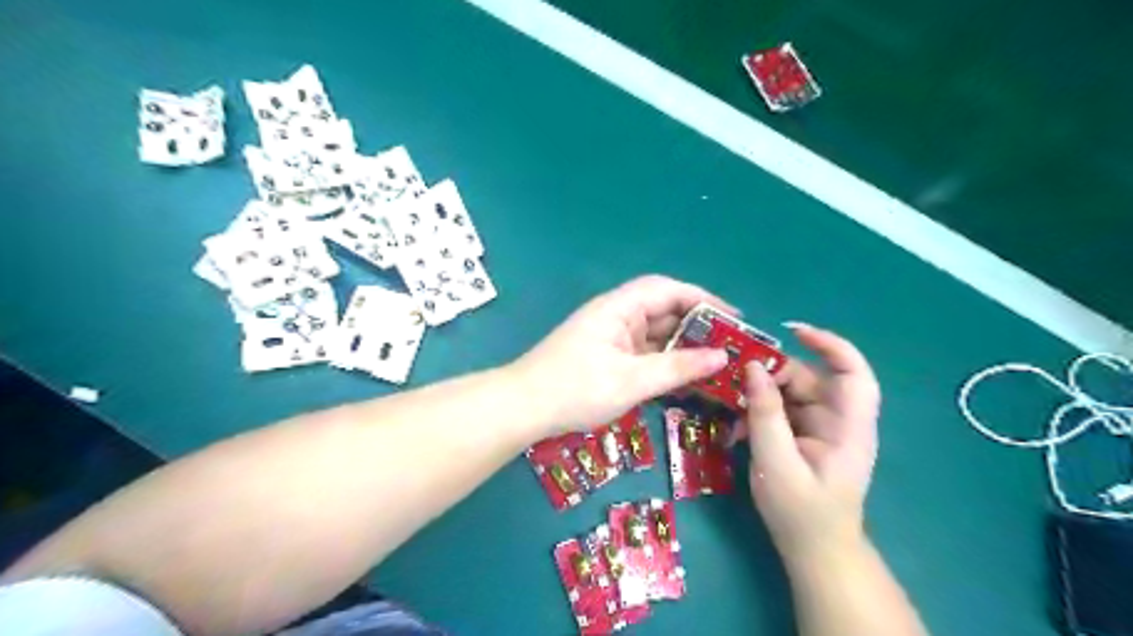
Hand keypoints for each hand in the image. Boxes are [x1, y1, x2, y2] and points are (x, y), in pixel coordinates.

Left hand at [517, 277, 734, 433]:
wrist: (523, 409)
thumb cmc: (575, 389)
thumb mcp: (631, 381)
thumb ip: (678, 367)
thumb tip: (722, 356)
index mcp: (619, 308)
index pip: (668, 290)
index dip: (703, 300)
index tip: (733, 319)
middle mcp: (617, 316)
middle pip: (664, 310)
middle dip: (698, 325)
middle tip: (731, 346)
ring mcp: (612, 337)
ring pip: (656, 334)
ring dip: (684, 346)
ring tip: (717, 363)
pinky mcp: (609, 356)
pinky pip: (646, 353)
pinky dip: (667, 361)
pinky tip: (687, 377)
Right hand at [749, 326, 878, 563]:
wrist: (814, 552)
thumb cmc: (802, 513)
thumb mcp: (776, 462)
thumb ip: (765, 414)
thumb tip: (752, 368)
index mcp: (849, 428)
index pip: (853, 373)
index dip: (830, 346)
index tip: (792, 332)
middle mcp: (839, 422)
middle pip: (811, 380)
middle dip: (773, 376)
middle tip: (737, 381)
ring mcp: (821, 430)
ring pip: (791, 394)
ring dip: (760, 397)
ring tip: (731, 408)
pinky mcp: (805, 438)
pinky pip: (782, 412)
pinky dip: (759, 414)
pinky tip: (738, 429)